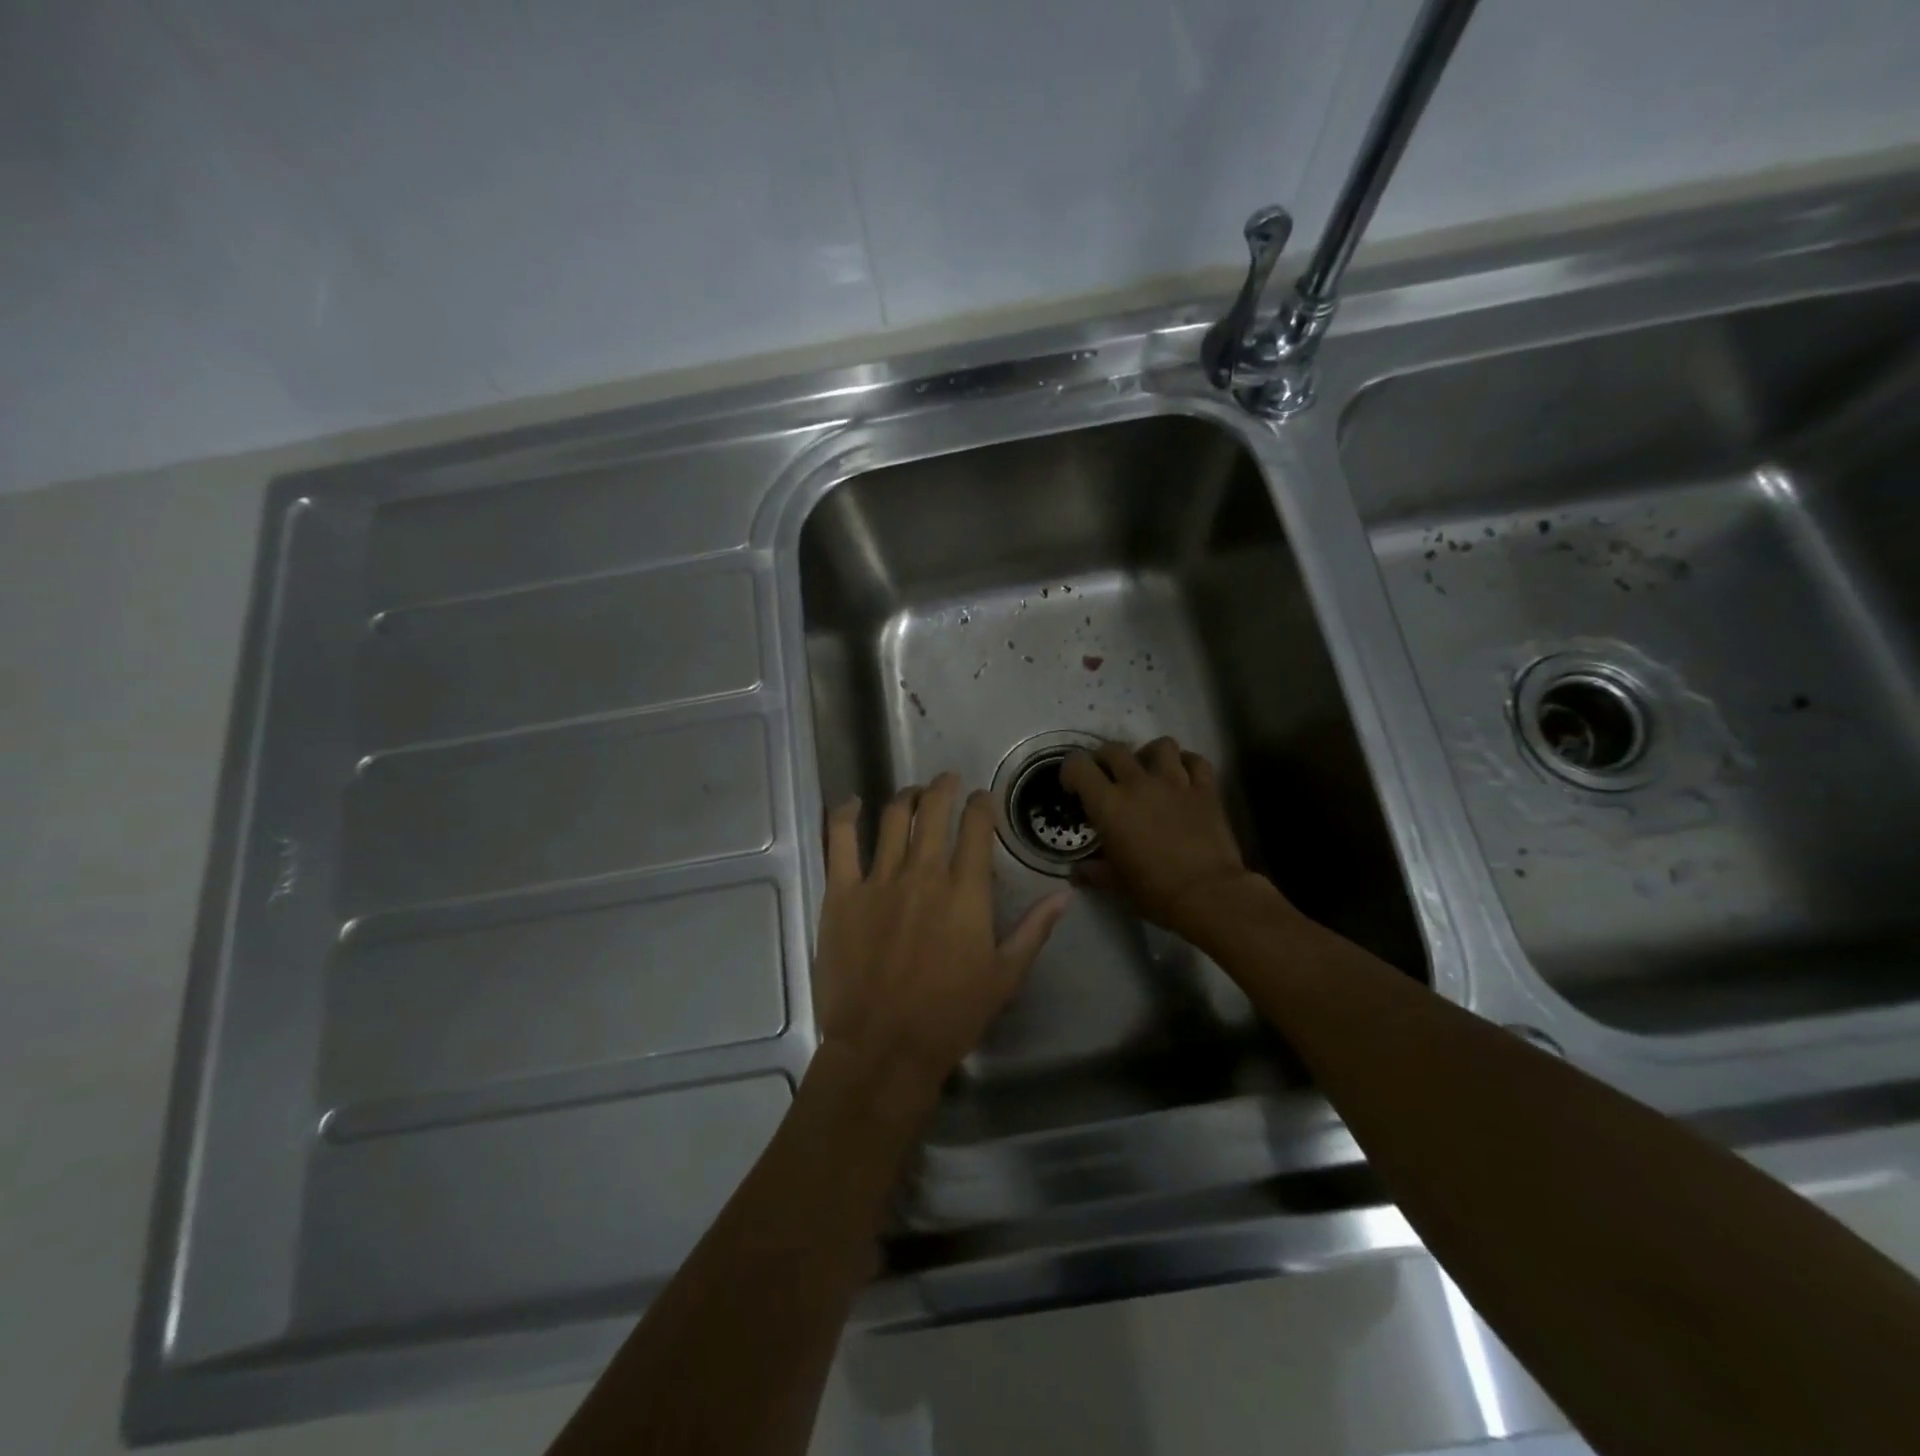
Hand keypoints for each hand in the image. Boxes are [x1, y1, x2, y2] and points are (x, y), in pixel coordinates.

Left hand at [814, 773, 1070, 1102]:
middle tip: (948, 780)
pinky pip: (840, 840)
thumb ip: (1035, 929)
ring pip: (893, 817)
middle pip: (934, 810)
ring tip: (913, 793)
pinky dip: (845, 815)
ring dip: (906, 797)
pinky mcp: (842, 893)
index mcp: (966, 892)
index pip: (976, 827)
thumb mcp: (1005, 976)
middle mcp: (924, 873)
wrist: (884, 1048)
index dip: (981, 804)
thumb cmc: (950, 1016)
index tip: (982, 798)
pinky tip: (852, 803)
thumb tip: (1065, 893)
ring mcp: (879, 880)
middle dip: (944, 787)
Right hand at [1061, 737, 1261, 936]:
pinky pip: (1196, 760)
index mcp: (1109, 804)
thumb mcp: (1115, 884)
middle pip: (1114, 749)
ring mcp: (1175, 782)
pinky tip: (1183, 776)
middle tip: (1107, 778)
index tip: (1074, 787)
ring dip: (1150, 754)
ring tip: (1149, 771)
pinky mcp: (1206, 789)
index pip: (1079, 765)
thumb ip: (1093, 872)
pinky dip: (1187, 763)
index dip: (1071, 770)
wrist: (1208, 895)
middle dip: (1104, 759)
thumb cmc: (1154, 891)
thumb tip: (1077, 871)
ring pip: (1161, 745)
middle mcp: (1138, 783)